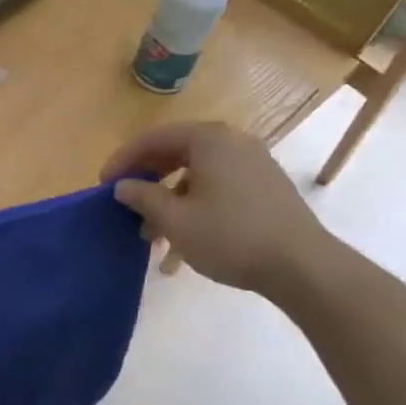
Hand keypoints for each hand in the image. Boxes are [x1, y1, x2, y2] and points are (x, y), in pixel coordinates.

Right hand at [100, 122, 329, 294]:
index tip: (103, 184)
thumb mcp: (176, 220)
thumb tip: (123, 186)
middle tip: (126, 205)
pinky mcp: (265, 187)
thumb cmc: (231, 236)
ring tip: (153, 235)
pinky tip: (185, 241)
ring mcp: (253, 164)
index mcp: (209, 140)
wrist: (302, 265)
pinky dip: (196, 206)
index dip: (124, 160)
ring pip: (197, 175)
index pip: (154, 138)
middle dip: (148, 182)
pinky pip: (219, 188)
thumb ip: (143, 197)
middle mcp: (233, 142)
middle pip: (176, 154)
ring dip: (170, 201)